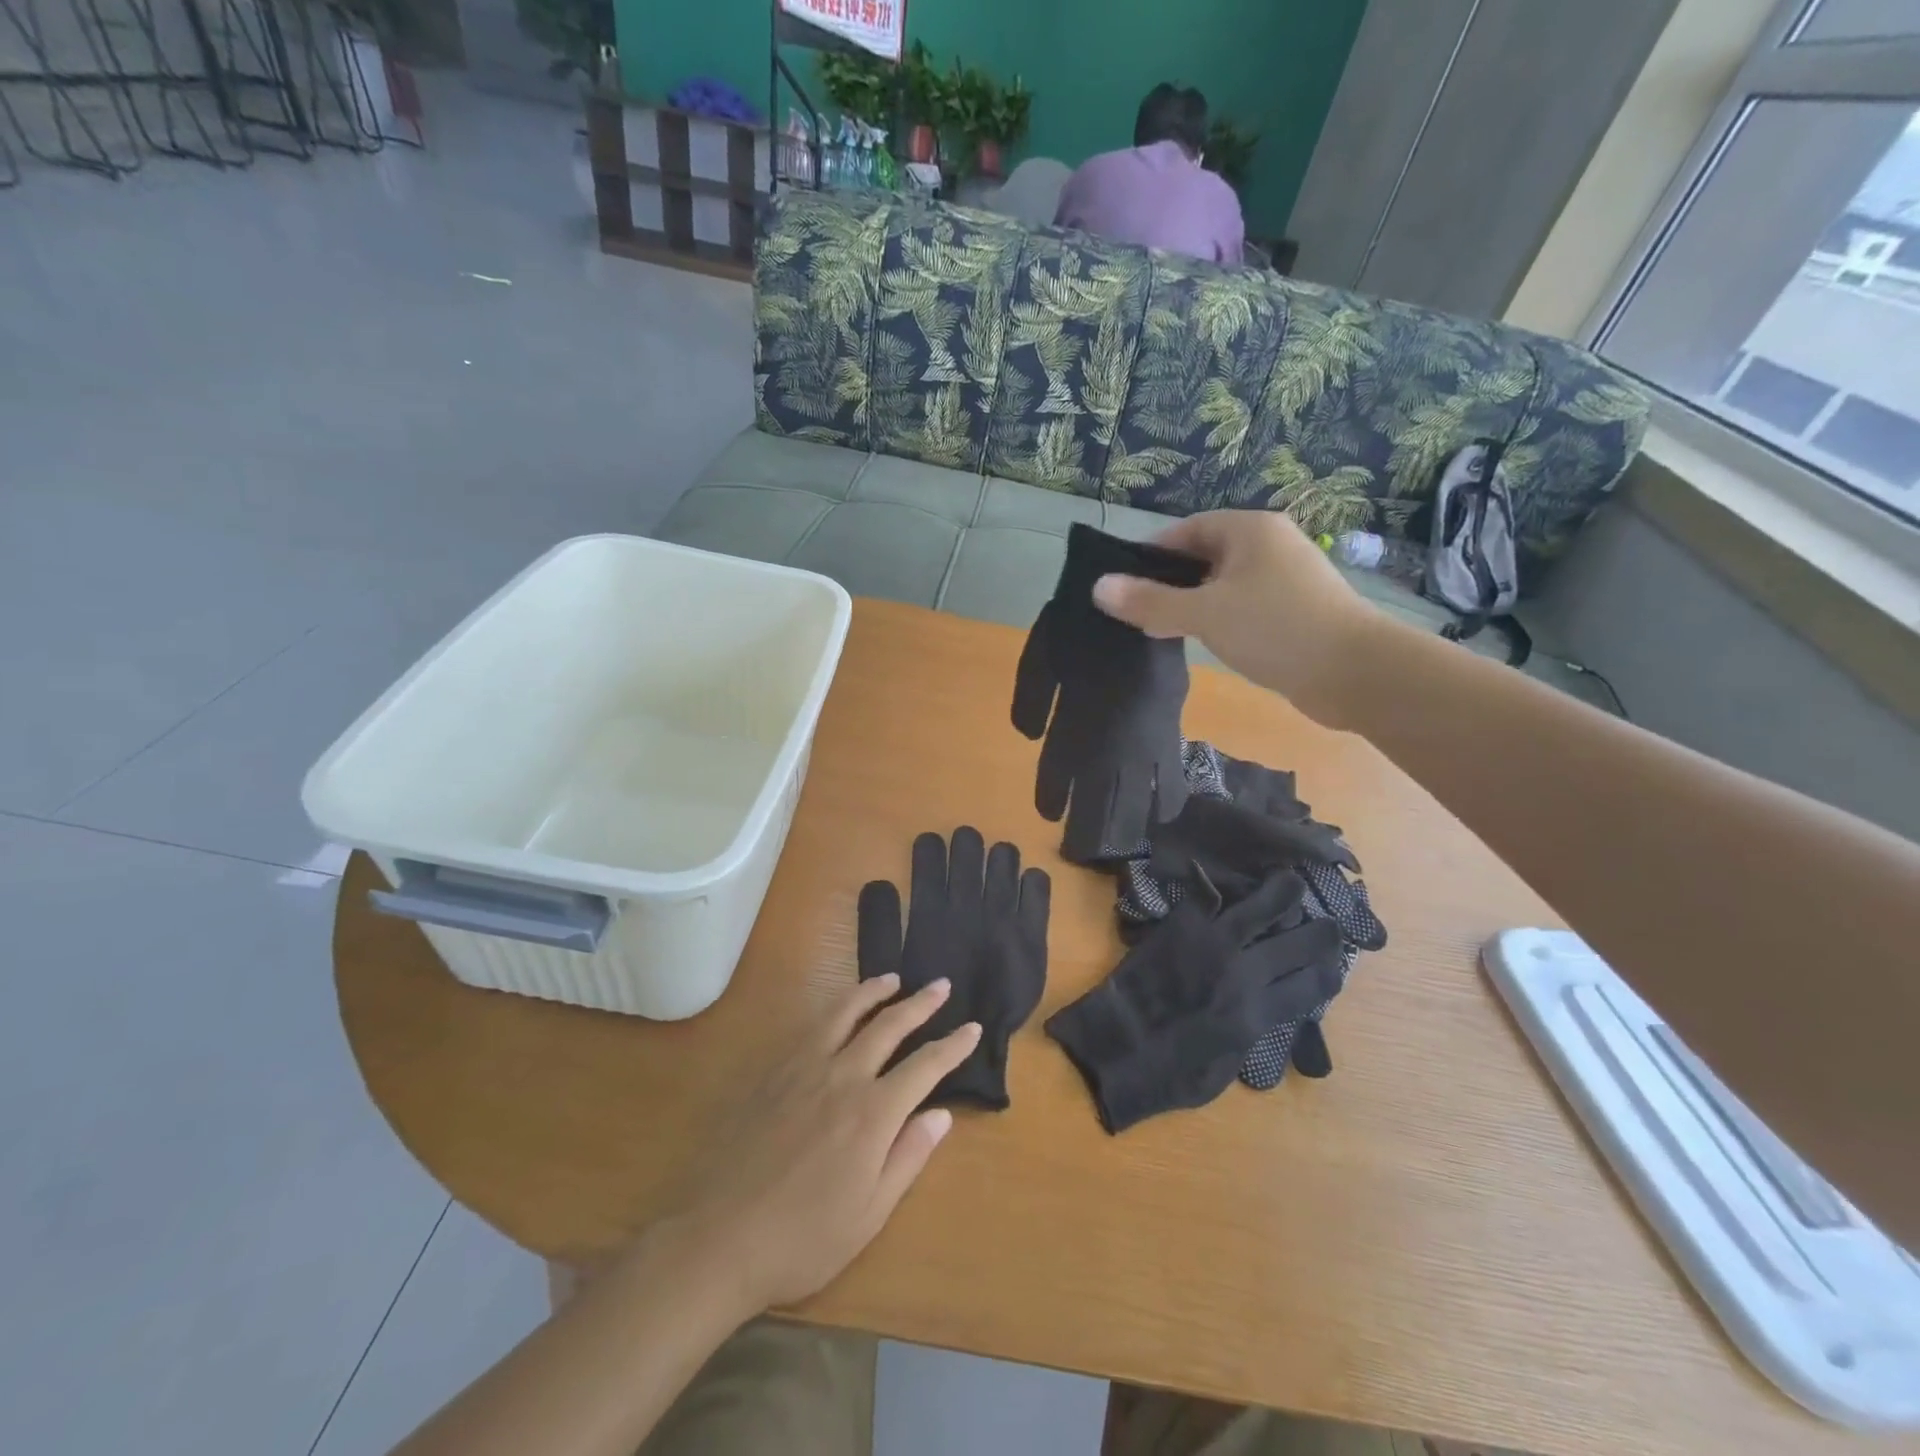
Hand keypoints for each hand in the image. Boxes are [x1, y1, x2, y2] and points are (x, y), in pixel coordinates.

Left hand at [663, 975, 980, 1312]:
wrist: (719, 1237)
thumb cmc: (803, 1239)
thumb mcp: (869, 1214)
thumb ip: (907, 1157)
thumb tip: (941, 1114)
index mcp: (873, 1113)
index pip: (925, 1066)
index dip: (953, 1045)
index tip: (972, 1028)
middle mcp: (843, 1076)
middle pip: (890, 1025)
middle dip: (921, 1003)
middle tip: (941, 985)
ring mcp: (804, 1068)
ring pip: (846, 1012)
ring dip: (874, 991)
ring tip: (892, 978)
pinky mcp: (774, 1071)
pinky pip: (811, 1025)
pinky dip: (835, 1007)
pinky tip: (838, 1009)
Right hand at [1091, 511, 1375, 727]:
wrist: (1356, 672)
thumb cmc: (1276, 628)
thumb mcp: (1204, 613)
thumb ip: (1151, 602)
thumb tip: (1098, 587)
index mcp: (1250, 530)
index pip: (1187, 530)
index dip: (1151, 554)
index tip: (1123, 584)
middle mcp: (1270, 545)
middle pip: (1204, 557)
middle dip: (1169, 584)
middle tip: (1136, 613)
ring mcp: (1286, 579)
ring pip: (1223, 585)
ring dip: (1192, 605)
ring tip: (1160, 632)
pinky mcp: (1295, 612)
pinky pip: (1243, 607)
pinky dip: (1218, 620)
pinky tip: (1202, 643)